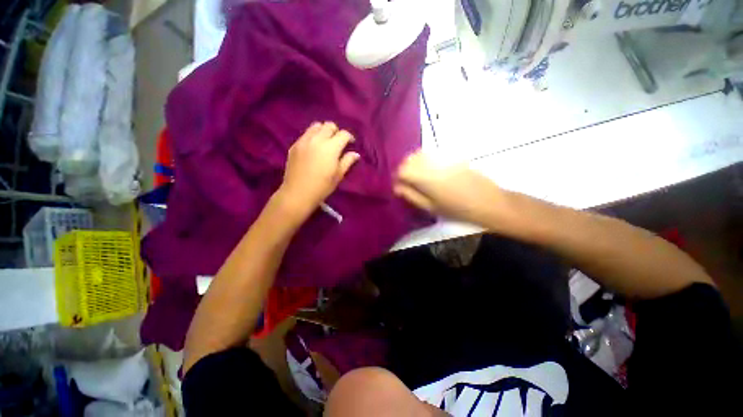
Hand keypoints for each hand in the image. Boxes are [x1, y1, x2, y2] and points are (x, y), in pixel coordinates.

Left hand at [278, 122, 359, 216]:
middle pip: (329, 126)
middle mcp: (317, 139)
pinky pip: (306, 134)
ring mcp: (304, 141)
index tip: (351, 143)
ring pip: (316, 126)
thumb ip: (348, 161)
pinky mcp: (295, 145)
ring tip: (325, 142)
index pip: (343, 134)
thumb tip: (355, 154)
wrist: (298, 193)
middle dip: (337, 132)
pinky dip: (313, 136)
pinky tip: (314, 148)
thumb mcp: (338, 175)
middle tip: (338, 142)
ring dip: (324, 131)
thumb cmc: (322, 187)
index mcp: (331, 148)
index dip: (349, 137)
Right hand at [393, 150, 503, 223]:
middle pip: (410, 159)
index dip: (397, 177)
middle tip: (407, 181)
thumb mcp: (430, 207)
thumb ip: (411, 195)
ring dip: (414, 163)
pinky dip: (426, 159)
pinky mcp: (452, 156)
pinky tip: (430, 169)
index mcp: (425, 178)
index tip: (399, 186)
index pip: (402, 170)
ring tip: (418, 176)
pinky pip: (432, 153)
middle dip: (404, 169)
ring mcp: (443, 158)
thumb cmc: (457, 209)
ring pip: (420, 154)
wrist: (487, 201)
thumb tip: (397, 187)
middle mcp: (432, 163)